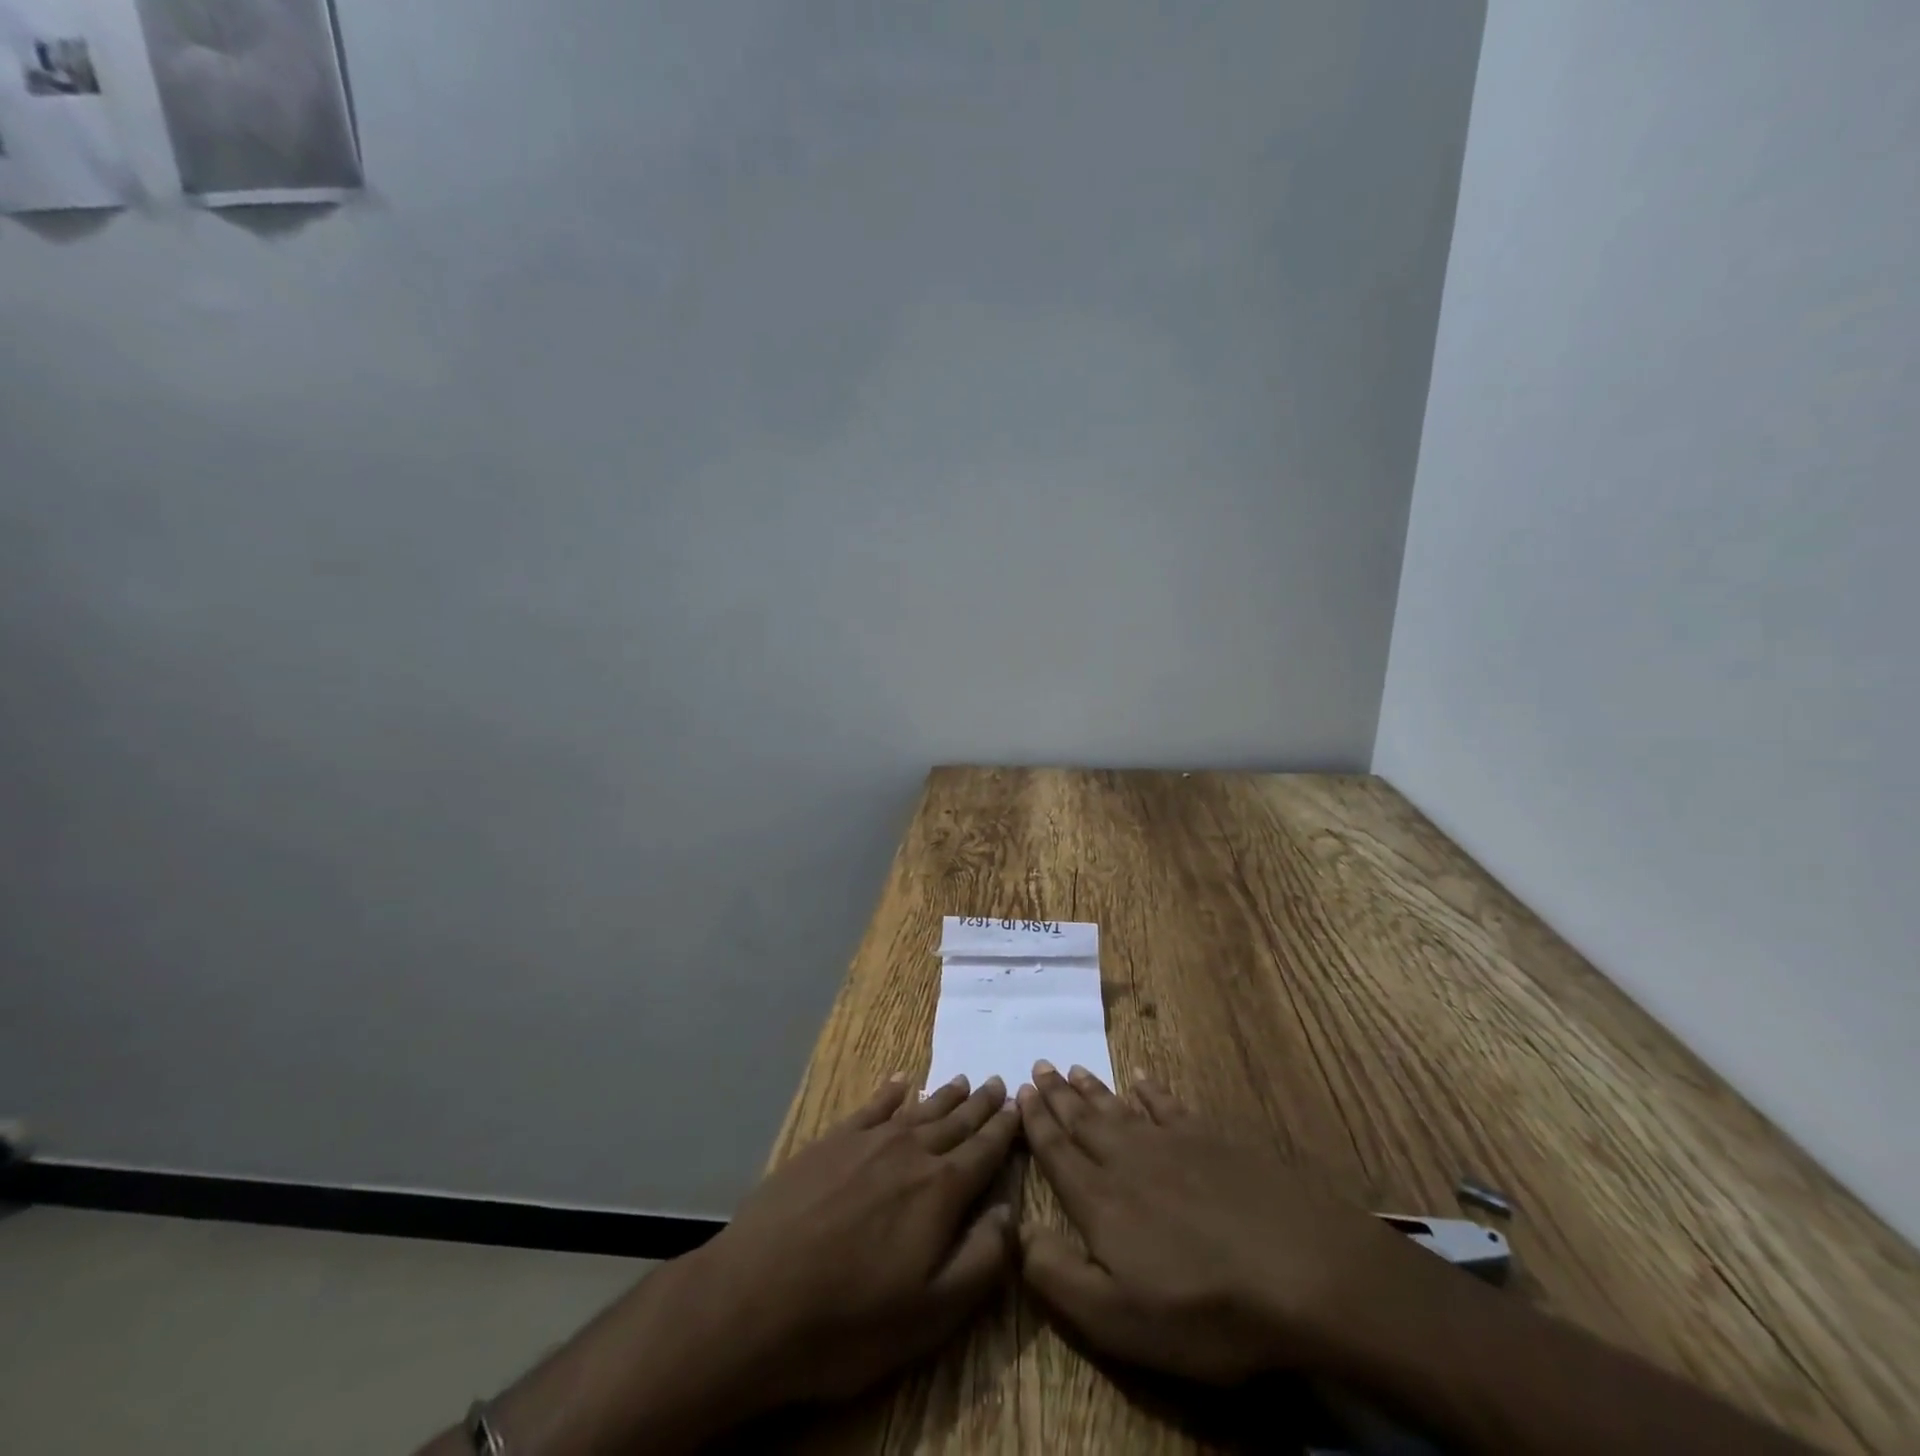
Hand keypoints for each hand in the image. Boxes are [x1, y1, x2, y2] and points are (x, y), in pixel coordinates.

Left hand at [686, 1072, 1022, 1409]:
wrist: (755, 1297)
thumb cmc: (850, 1319)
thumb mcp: (932, 1313)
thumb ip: (981, 1259)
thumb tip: (1011, 1211)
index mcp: (940, 1191)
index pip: (984, 1151)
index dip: (1004, 1130)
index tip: (1019, 1106)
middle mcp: (910, 1152)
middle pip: (955, 1122)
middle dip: (980, 1105)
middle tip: (998, 1082)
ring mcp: (867, 1141)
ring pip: (918, 1110)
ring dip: (945, 1096)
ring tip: (964, 1081)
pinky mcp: (830, 1142)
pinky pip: (871, 1106)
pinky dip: (890, 1091)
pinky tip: (900, 1081)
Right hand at [1017, 1063, 1455, 1384]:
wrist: (1299, 1270)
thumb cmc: (1203, 1309)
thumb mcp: (1118, 1319)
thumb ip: (1058, 1276)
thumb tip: (1018, 1231)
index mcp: (1100, 1200)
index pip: (1057, 1152)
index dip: (1036, 1124)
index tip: (1021, 1093)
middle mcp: (1127, 1158)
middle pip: (1083, 1120)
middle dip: (1057, 1095)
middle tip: (1039, 1066)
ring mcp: (1173, 1143)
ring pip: (1119, 1108)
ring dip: (1092, 1089)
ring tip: (1072, 1069)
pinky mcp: (1213, 1139)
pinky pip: (1168, 1105)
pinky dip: (1150, 1091)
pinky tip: (1141, 1080)